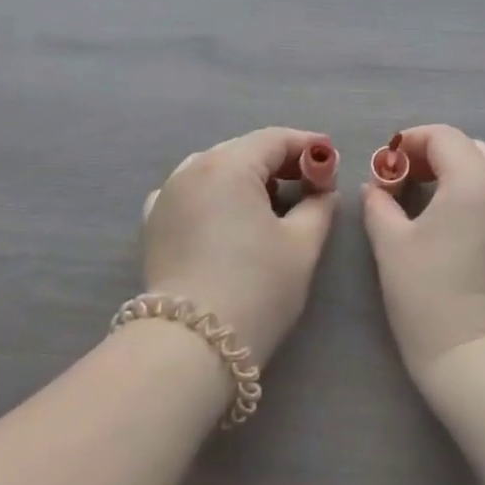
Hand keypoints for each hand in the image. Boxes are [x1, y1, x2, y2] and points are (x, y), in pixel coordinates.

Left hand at [141, 128, 338, 366]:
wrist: (191, 345)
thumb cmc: (256, 288)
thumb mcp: (301, 245)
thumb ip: (318, 206)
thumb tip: (323, 191)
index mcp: (229, 165)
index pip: (274, 139)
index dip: (307, 145)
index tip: (331, 157)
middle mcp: (192, 168)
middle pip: (242, 149)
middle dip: (278, 160)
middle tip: (309, 180)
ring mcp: (167, 194)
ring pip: (213, 167)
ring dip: (245, 174)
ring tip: (271, 198)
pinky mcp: (153, 222)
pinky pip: (188, 190)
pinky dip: (213, 192)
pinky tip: (226, 213)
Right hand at [361, 124, 484, 395]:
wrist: (481, 360)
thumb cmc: (428, 297)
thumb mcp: (391, 245)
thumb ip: (379, 204)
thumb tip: (376, 187)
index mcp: (474, 182)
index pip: (444, 137)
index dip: (412, 141)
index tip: (388, 162)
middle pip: (472, 150)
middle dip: (437, 156)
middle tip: (408, 180)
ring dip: (461, 177)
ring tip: (432, 206)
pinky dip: (481, 202)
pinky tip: (460, 233)